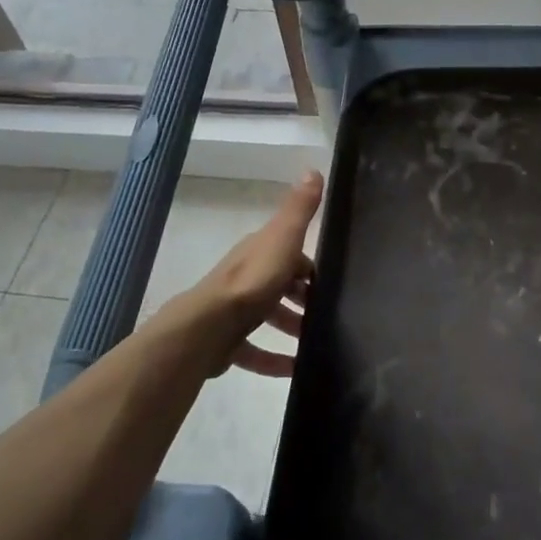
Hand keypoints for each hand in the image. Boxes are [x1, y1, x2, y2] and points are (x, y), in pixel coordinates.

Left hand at [176, 171, 322, 377]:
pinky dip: (273, 360)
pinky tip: (293, 370)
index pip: (290, 253)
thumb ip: (300, 209)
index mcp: (260, 251)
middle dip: (303, 299)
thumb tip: (313, 169)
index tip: (332, 282)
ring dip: (291, 328)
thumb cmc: (253, 280)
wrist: (208, 326)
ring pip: (268, 316)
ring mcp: (235, 310)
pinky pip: (254, 351)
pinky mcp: (227, 342)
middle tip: (328, 315)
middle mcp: (246, 276)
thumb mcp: (284, 238)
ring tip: (315, 344)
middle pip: (280, 285)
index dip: (310, 266)